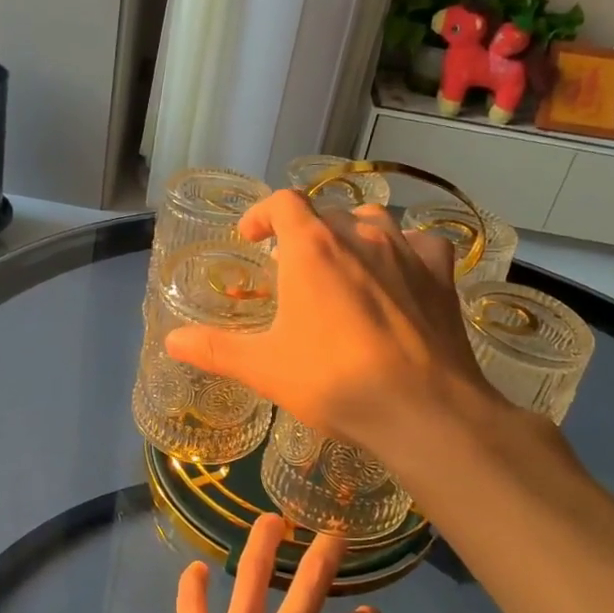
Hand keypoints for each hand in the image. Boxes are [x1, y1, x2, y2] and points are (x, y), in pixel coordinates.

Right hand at [164, 189, 487, 456]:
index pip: (284, 203)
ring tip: (343, 264)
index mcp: (312, 248)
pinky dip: (406, 251)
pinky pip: (421, 244)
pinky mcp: (441, 275)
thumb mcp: (264, 367)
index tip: (251, 237)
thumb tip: (172, 341)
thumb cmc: (334, 380)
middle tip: (292, 267)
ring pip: (374, 221)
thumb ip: (215, 349)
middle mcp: (360, 236)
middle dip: (304, 231)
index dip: (263, 213)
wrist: (422, 410)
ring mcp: (407, 251)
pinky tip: (400, 274)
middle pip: (326, 213)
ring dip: (352, 234)